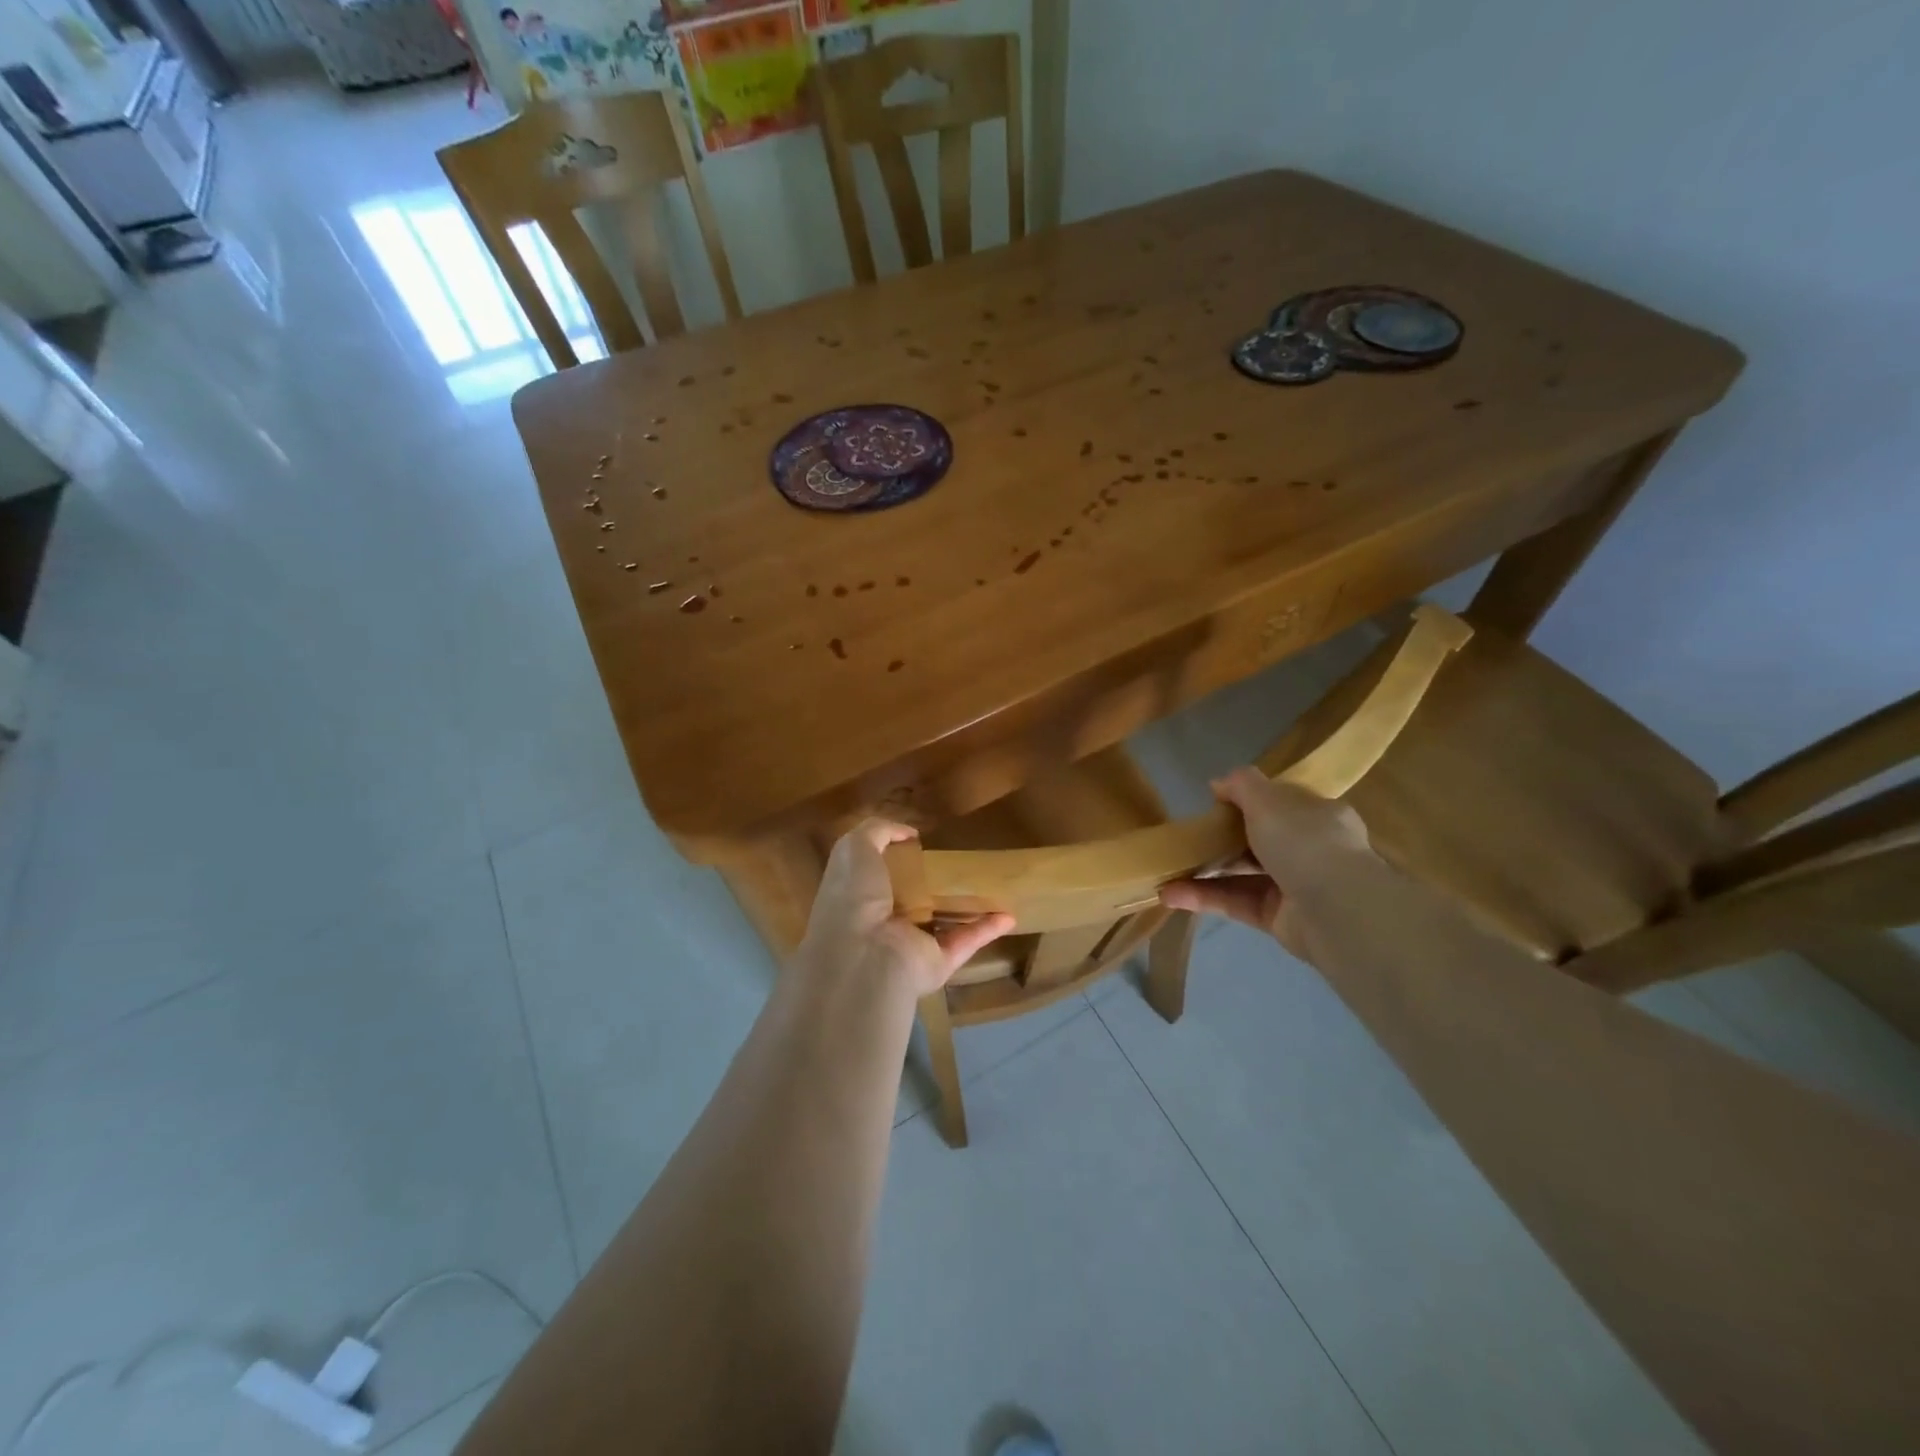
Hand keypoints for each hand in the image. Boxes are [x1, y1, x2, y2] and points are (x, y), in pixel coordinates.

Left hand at [793, 819, 1013, 1003]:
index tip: (924, 844)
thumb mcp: (855, 848)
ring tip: (994, 887)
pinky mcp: (938, 962)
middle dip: (935, 885)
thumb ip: (877, 831)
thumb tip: (908, 833)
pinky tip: (1008, 915)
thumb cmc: (854, 897)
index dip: (898, 860)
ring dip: (967, 909)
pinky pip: (966, 942)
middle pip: (915, 900)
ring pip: (944, 923)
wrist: (864, 956)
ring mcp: (912, 945)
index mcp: (860, 897)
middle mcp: (885, 923)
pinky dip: (987, 930)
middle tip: (963, 863)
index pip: (879, 877)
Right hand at [1158, 768, 1372, 952]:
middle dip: (1221, 840)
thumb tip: (1218, 783)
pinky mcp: (1278, 919)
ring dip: (1204, 872)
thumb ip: (1242, 785)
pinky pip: (1236, 903)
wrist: (1337, 911)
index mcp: (1317, 817)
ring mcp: (1294, 887)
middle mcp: (1310, 851)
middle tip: (1187, 838)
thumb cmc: (1305, 842)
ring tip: (1166, 870)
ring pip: (1242, 875)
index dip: (1249, 802)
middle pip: (1258, 841)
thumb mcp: (1268, 799)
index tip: (1214, 804)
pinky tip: (1171, 894)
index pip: (1282, 805)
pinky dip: (1204, 898)